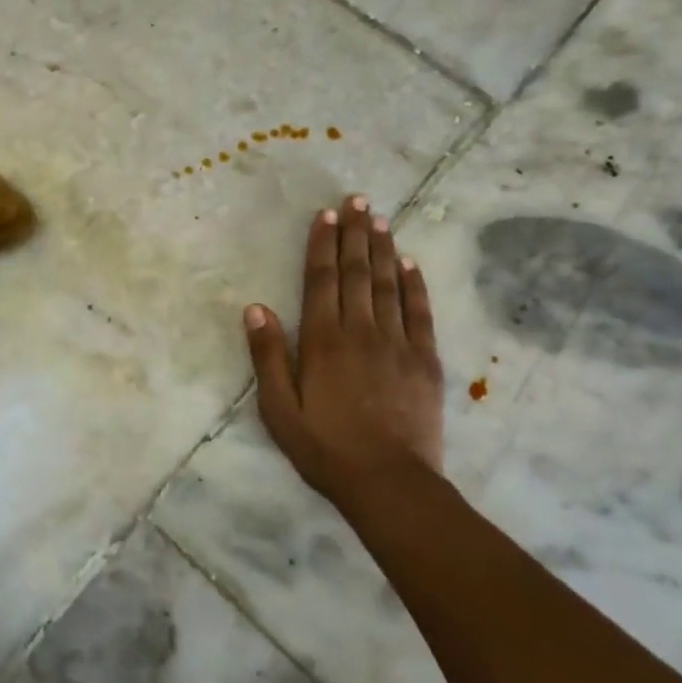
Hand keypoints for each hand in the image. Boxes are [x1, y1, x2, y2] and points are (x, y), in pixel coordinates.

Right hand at [244, 195, 445, 513]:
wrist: (389, 482)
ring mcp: (398, 343)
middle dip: (355, 233)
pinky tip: (411, 263)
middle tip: (357, 200)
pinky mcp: (425, 360)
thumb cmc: (324, 448)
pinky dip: (415, 284)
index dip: (322, 245)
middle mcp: (361, 331)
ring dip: (382, 249)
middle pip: (356, 272)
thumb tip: (255, 308)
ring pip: (388, 284)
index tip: (326, 215)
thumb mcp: (278, 408)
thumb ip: (267, 356)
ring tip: (380, 218)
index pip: (321, 280)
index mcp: (322, 340)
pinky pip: (420, 312)